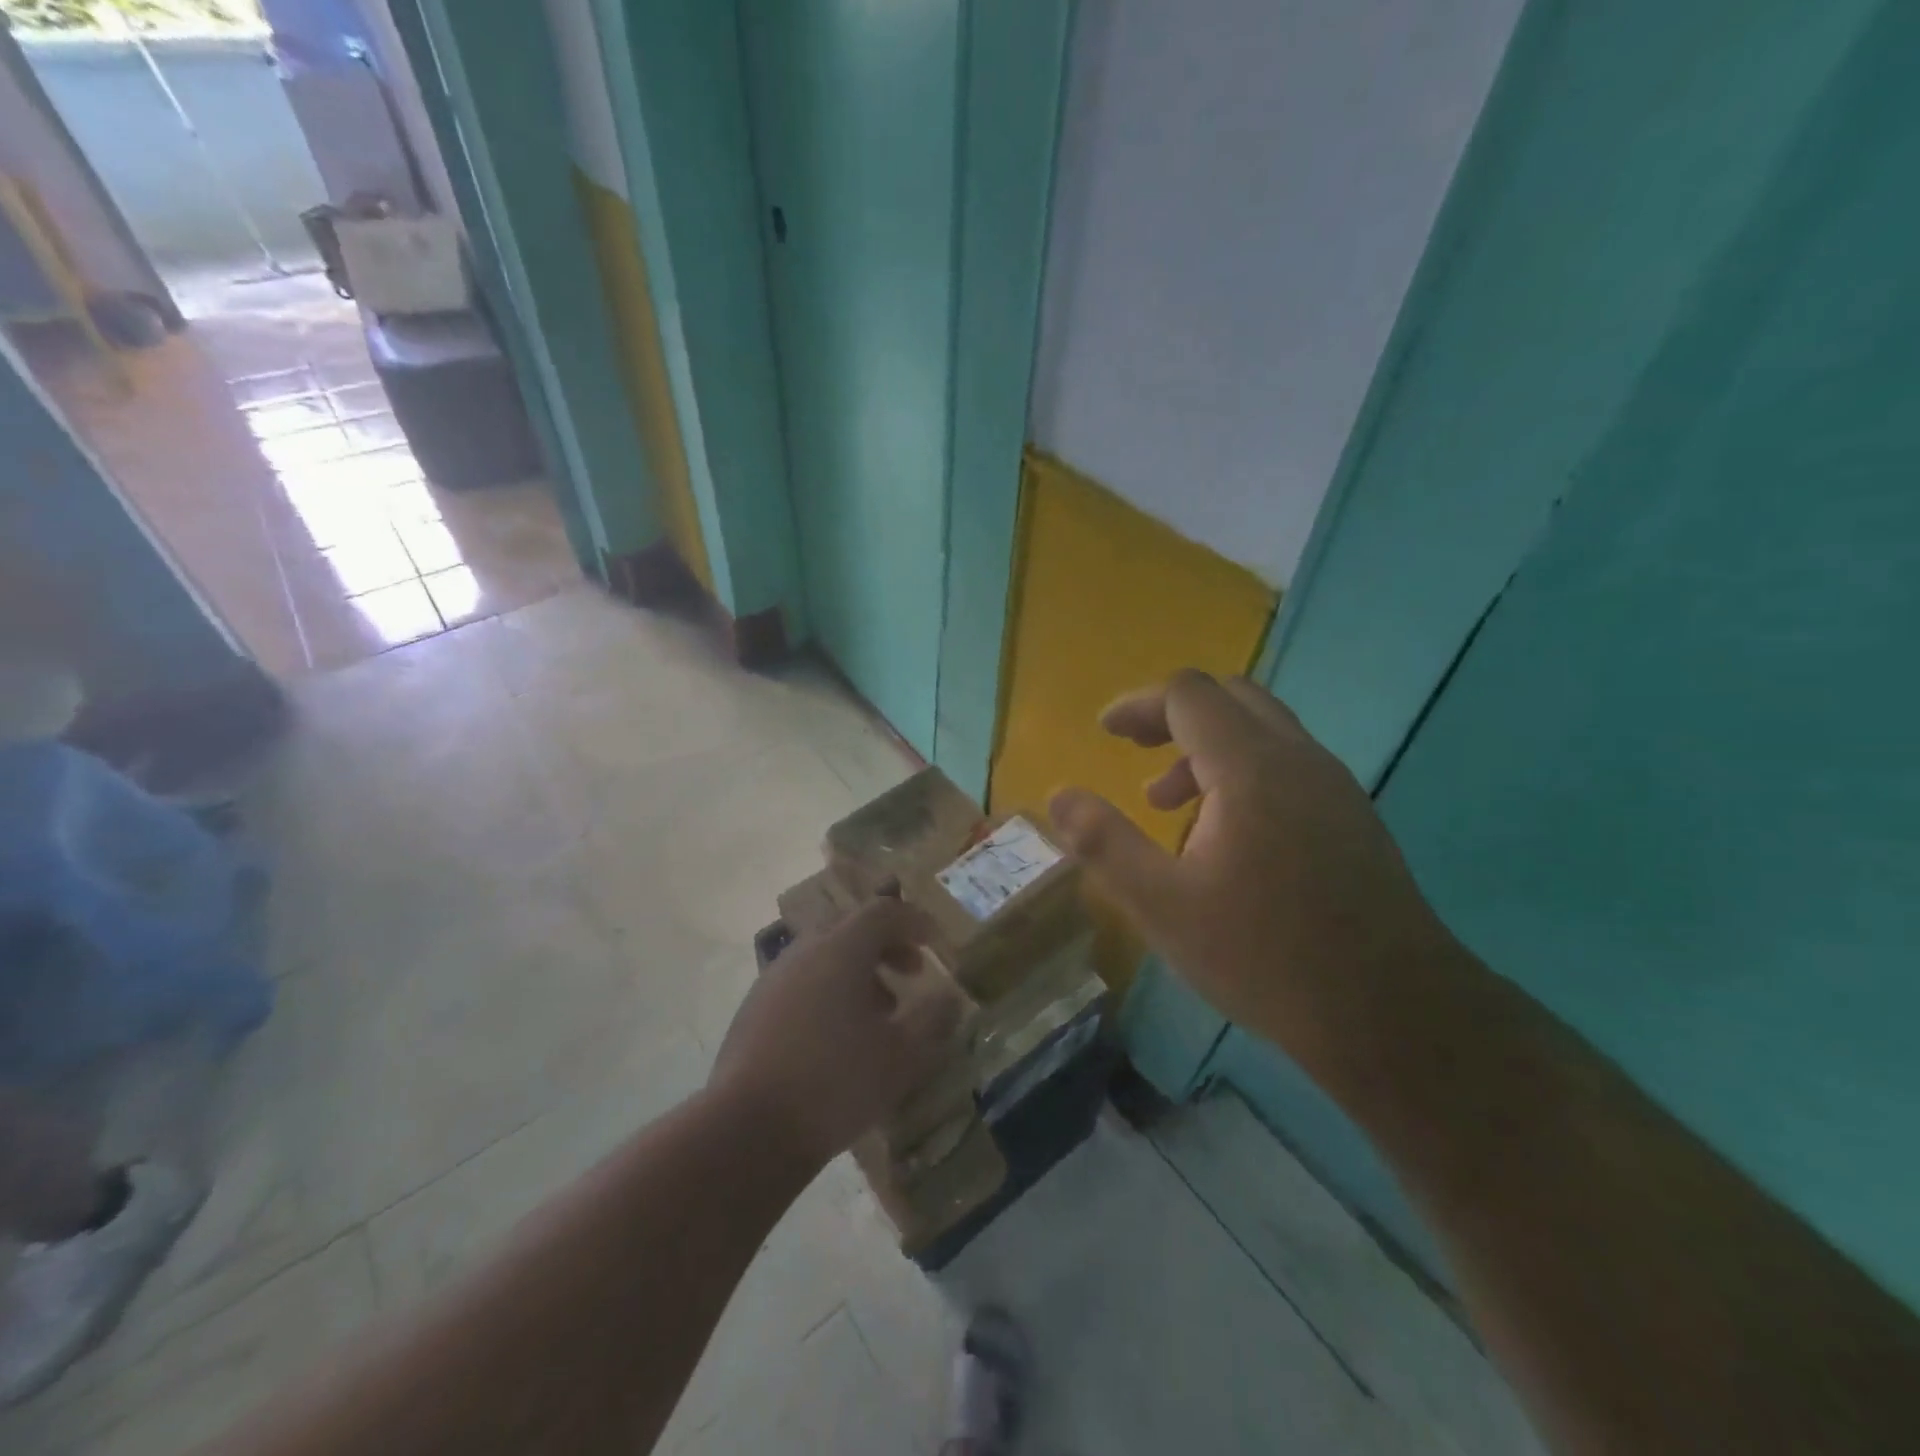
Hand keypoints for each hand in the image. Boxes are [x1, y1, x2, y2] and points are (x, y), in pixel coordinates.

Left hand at [710, 898, 959, 1167]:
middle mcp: (804, 951)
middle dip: (887, 945)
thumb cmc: (835, 1083)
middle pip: (851, 928)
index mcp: (841, 949)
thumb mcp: (902, 1056)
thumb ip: (932, 1020)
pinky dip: (829, 989)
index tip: (935, 942)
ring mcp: (773, 978)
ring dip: (858, 970)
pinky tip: (839, 1035)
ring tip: (880, 1011)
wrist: (747, 1129)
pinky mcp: (754, 1008)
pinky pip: (802, 980)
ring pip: (824, 955)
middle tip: (912, 974)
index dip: (914, 921)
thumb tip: (950, 997)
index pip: (882, 911)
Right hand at [1049, 670, 1456, 1091]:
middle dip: (1172, 715)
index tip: (1104, 730)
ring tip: (1167, 804)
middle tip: (1133, 749)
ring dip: (1206, 746)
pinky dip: (1241, 771)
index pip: (1189, 695)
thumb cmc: (1266, 957)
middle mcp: (1299, 759)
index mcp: (1252, 768)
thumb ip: (1104, 843)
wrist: (1394, 1015)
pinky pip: (1287, 764)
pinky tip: (1224, 836)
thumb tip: (1059, 796)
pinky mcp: (1352, 818)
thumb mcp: (1163, 906)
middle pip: (1229, 698)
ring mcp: (1334, 787)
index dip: (1138, 704)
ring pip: (1262, 730)